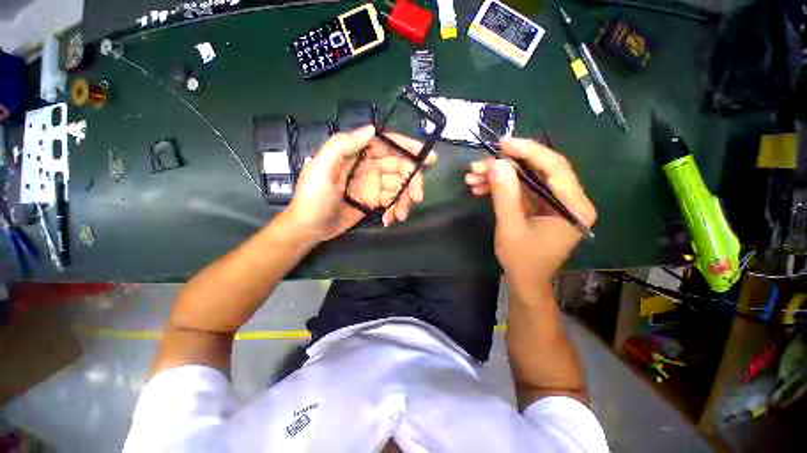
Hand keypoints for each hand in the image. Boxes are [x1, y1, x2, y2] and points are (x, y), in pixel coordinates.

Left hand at [284, 125, 434, 241]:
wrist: (309, 228)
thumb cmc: (311, 198)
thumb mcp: (320, 169)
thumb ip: (342, 146)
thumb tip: (372, 129)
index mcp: (356, 153)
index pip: (387, 144)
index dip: (408, 147)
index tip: (427, 158)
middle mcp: (368, 166)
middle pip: (399, 167)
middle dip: (412, 181)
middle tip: (418, 197)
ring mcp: (373, 184)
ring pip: (399, 186)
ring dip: (404, 201)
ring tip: (399, 216)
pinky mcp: (375, 200)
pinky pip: (393, 201)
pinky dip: (395, 210)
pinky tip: (389, 220)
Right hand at [464, 138, 595, 282]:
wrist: (525, 280)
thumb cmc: (522, 260)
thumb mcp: (510, 227)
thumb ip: (505, 195)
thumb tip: (496, 164)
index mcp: (573, 207)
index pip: (555, 167)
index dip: (529, 151)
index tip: (502, 143)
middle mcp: (569, 200)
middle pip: (538, 170)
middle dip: (505, 166)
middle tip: (477, 165)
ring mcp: (554, 202)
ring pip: (526, 178)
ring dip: (498, 176)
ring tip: (472, 178)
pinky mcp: (540, 206)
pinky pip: (521, 189)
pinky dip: (500, 186)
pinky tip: (480, 187)